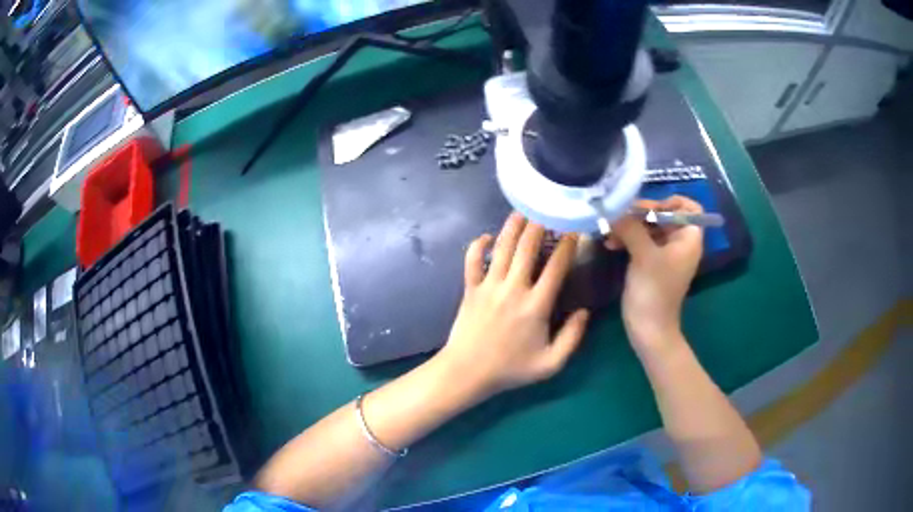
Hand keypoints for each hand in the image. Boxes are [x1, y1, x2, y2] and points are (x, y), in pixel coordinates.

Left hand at [435, 213, 589, 398]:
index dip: (567, 245)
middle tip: (547, 208)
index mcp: (536, 305)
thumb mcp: (550, 363)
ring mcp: (488, 286)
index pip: (556, 267)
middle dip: (539, 225)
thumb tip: (584, 312)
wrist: (468, 372)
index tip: (574, 230)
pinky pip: (471, 260)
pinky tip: (486, 236)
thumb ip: (572, 337)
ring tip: (522, 210)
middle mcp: (513, 288)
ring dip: (512, 227)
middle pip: (527, 248)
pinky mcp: (470, 289)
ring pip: (502, 248)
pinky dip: (478, 245)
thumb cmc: (511, 369)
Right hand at [607, 196, 703, 352]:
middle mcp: (680, 243)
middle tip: (619, 215)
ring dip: (630, 226)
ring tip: (609, 231)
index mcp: (688, 238)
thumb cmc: (654, 291)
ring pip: (649, 228)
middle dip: (641, 213)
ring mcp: (665, 254)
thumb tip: (613, 208)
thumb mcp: (644, 255)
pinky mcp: (651, 263)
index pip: (689, 208)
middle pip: (664, 215)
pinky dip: (628, 239)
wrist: (649, 329)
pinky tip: (610, 243)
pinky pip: (641, 241)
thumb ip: (631, 227)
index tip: (649, 207)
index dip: (671, 202)